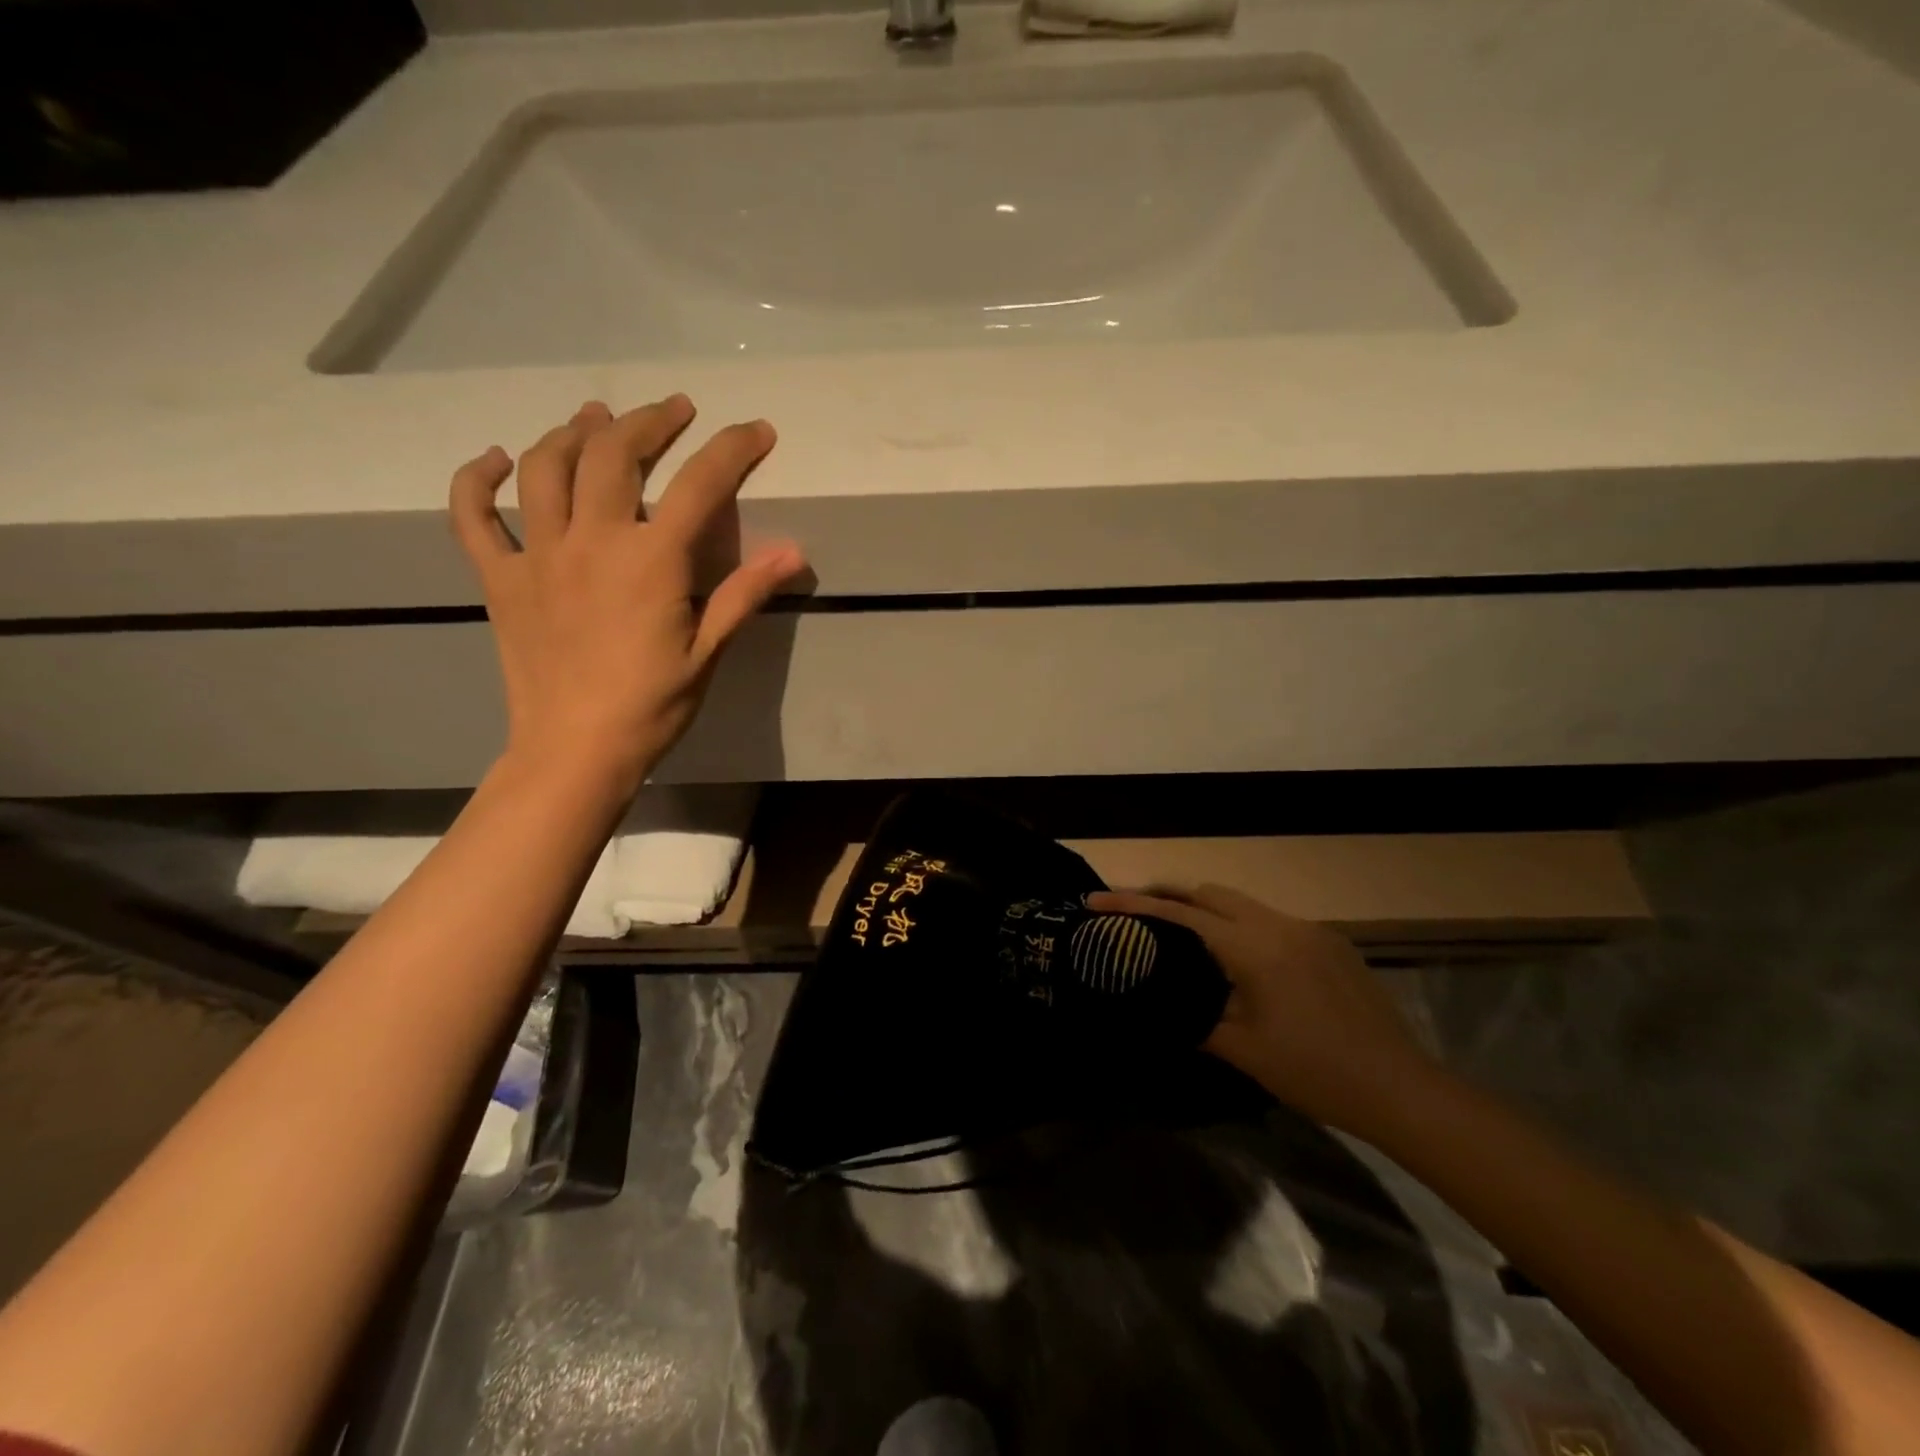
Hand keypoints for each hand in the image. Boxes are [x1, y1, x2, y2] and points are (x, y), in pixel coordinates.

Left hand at [450, 396, 803, 791]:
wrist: (575, 750)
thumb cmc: (652, 706)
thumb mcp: (708, 652)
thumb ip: (744, 593)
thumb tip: (794, 551)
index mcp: (650, 561)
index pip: (700, 486)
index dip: (732, 450)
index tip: (757, 430)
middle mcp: (591, 541)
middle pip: (614, 454)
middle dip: (650, 421)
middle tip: (674, 410)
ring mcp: (537, 556)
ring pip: (546, 467)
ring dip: (573, 432)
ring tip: (596, 418)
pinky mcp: (500, 579)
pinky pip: (474, 517)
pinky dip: (478, 480)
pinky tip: (497, 460)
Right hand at [1087, 884, 1442, 1137]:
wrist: (1401, 1088)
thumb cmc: (1315, 1072)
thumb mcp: (1244, 1050)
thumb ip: (1197, 1019)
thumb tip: (1166, 1006)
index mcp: (1253, 947)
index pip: (1180, 913)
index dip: (1133, 904)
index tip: (1095, 900)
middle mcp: (1279, 924)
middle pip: (1210, 892)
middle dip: (1168, 896)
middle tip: (1135, 914)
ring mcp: (1309, 930)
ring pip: (1242, 904)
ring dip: (1206, 911)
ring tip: (1180, 937)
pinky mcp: (1331, 942)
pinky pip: (1271, 922)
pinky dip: (1241, 928)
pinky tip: (1240, 962)